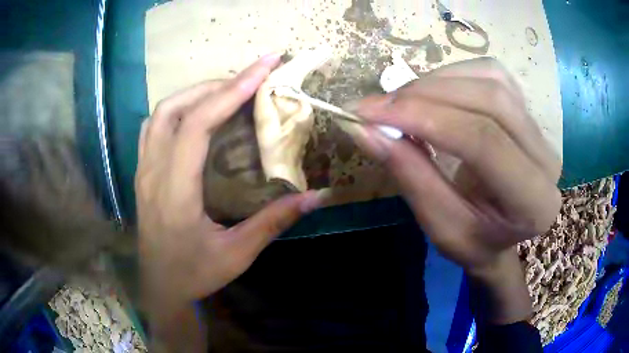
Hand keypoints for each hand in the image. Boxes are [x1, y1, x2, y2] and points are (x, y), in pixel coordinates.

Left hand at [135, 54, 322, 315]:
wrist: (160, 288)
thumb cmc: (195, 274)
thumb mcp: (238, 254)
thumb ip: (275, 222)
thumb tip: (317, 196)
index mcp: (175, 192)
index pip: (197, 124)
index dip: (231, 91)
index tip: (263, 68)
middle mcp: (153, 173)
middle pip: (174, 109)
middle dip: (215, 85)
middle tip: (250, 81)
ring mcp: (143, 171)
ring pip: (159, 114)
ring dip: (194, 94)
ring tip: (226, 92)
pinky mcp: (143, 173)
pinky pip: (153, 127)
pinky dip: (177, 110)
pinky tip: (197, 114)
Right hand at [349, 58, 560, 270]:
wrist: (500, 234)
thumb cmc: (473, 242)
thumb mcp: (439, 226)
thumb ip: (409, 174)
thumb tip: (364, 128)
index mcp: (533, 202)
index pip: (484, 141)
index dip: (424, 117)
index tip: (370, 113)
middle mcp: (546, 159)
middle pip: (490, 100)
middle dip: (426, 94)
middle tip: (378, 105)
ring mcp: (541, 130)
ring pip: (491, 79)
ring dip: (437, 81)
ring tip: (401, 101)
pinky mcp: (528, 110)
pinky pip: (492, 73)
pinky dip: (454, 74)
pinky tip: (432, 92)